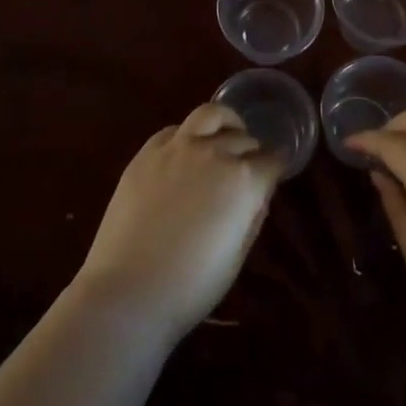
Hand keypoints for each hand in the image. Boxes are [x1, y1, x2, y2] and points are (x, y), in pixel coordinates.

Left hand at [72, 104, 280, 341]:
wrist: (129, 290)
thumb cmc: (192, 286)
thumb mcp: (237, 256)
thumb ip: (252, 216)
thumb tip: (257, 195)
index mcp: (244, 180)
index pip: (273, 159)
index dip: (276, 168)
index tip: (274, 175)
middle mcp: (214, 153)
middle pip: (244, 139)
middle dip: (251, 151)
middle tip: (248, 166)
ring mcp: (178, 147)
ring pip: (211, 114)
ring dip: (225, 123)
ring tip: (224, 136)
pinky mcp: (147, 152)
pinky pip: (174, 129)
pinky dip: (188, 135)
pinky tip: (185, 151)